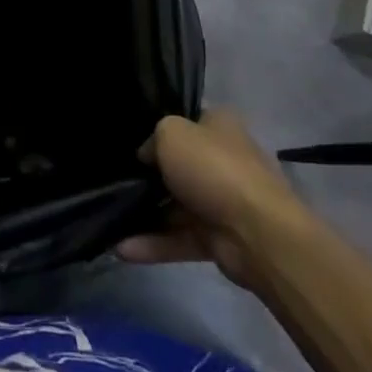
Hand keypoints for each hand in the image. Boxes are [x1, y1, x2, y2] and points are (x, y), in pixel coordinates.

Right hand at [117, 109, 314, 291]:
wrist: (259, 234)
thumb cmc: (213, 169)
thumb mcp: (171, 133)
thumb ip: (153, 139)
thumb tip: (148, 156)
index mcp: (220, 127)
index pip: (186, 122)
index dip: (159, 130)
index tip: (133, 142)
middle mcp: (224, 161)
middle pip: (180, 166)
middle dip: (150, 175)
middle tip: (116, 179)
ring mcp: (223, 202)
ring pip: (177, 206)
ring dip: (147, 214)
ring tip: (112, 218)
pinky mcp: (220, 240)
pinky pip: (180, 238)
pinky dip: (154, 243)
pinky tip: (123, 249)